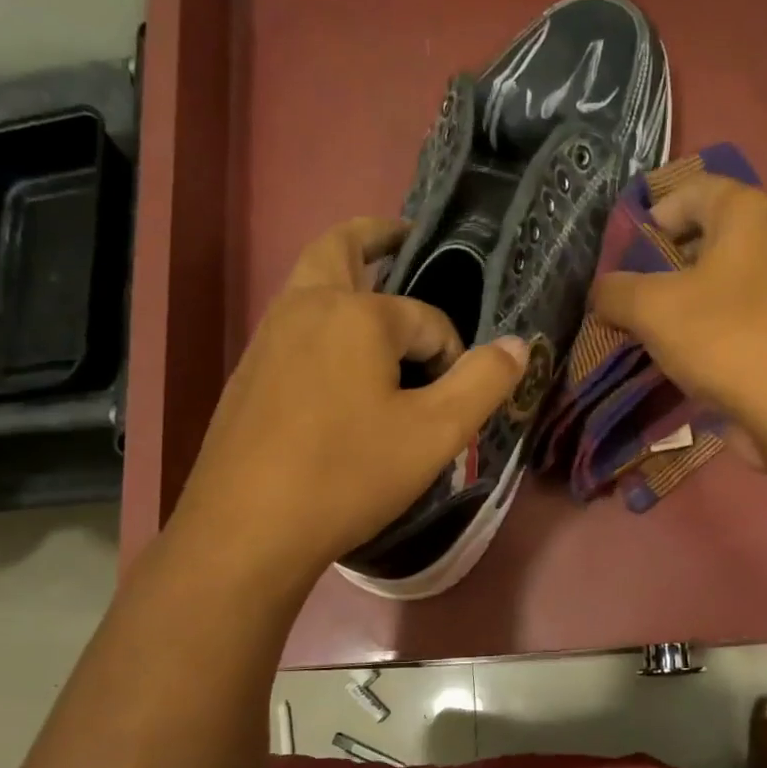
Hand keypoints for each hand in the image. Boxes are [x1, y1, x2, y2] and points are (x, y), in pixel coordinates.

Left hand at [164, 217, 527, 585]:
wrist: (248, 529)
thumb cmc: (349, 474)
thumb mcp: (435, 434)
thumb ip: (483, 382)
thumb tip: (518, 344)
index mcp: (357, 314)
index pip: (427, 319)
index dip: (452, 355)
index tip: (454, 402)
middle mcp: (305, 308)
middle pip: (340, 249)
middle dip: (375, 237)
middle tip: (402, 238)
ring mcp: (267, 339)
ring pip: (310, 286)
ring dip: (345, 279)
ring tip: (378, 306)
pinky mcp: (248, 374)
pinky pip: (294, 326)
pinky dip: (323, 321)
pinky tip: (339, 370)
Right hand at [590, 173, 766, 436]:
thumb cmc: (724, 337)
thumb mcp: (652, 308)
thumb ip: (617, 292)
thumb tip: (604, 292)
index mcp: (746, 214)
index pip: (692, 191)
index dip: (652, 215)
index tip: (623, 254)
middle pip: (705, 240)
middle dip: (662, 266)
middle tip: (628, 296)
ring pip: (718, 285)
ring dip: (681, 305)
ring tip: (647, 333)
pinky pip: (734, 320)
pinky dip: (705, 333)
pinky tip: (681, 361)